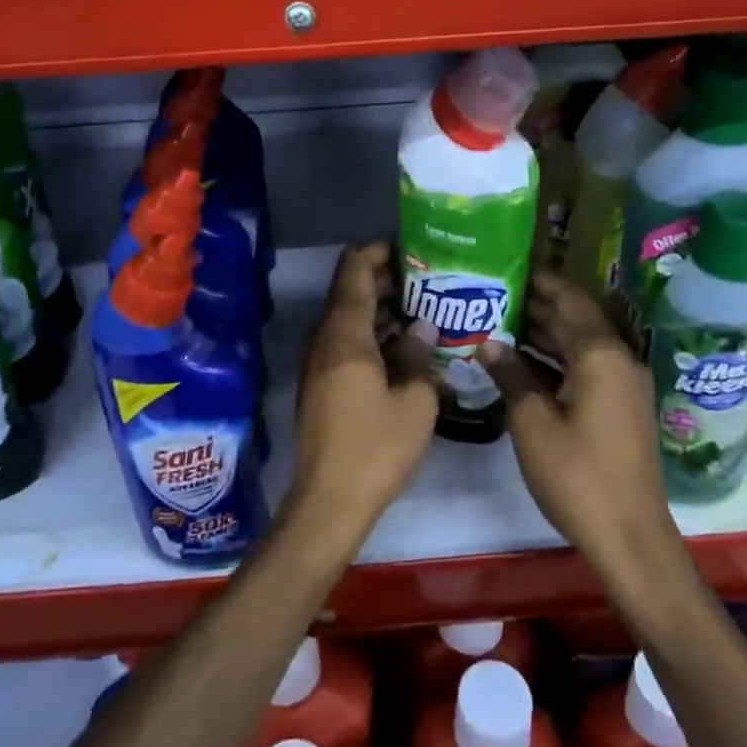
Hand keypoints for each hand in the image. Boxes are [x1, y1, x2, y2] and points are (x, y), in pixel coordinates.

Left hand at [288, 243, 438, 543]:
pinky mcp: (320, 382)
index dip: (378, 251)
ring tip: (422, 304)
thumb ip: (418, 355)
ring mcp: (318, 361)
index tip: (411, 246)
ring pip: (348, 317)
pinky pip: (345, 341)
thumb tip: (423, 327)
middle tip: (427, 276)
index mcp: (345, 333)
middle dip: (385, 278)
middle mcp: (325, 338)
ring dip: (380, 306)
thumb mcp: (415, 401)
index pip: (355, 270)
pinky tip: (402, 344)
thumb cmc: (376, 446)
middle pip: (350, 290)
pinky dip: (371, 331)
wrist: (330, 499)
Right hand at [481, 271, 684, 571]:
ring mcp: (624, 385)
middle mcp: (619, 359)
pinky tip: (523, 362)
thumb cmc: (578, 475)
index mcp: (601, 354)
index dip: (540, 281)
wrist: (630, 537)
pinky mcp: (621, 407)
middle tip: (493, 292)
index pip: (569, 299)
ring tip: (500, 320)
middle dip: (538, 305)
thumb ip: (510, 375)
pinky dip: (557, 359)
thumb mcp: (532, 422)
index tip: (507, 265)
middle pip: (577, 318)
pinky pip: (586, 366)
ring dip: (546, 332)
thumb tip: (487, 342)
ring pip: (581, 344)